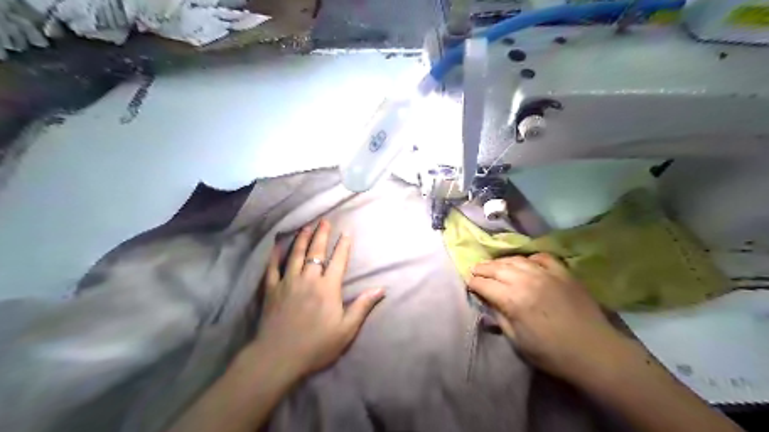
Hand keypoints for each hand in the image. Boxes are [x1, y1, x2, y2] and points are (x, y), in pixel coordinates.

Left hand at [253, 222, 383, 379]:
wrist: (279, 357)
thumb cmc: (317, 345)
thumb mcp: (346, 329)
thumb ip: (362, 306)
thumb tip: (381, 289)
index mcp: (328, 288)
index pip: (338, 260)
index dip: (343, 246)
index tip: (346, 233)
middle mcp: (308, 279)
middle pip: (316, 252)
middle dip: (322, 235)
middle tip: (324, 221)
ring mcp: (288, 282)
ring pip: (295, 254)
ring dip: (302, 239)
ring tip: (306, 227)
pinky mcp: (271, 289)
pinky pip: (273, 268)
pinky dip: (275, 255)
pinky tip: (278, 246)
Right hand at [469, 255, 623, 379]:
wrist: (594, 351)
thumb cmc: (551, 352)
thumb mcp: (517, 341)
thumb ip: (499, 317)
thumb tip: (487, 301)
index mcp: (512, 299)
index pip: (484, 284)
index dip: (473, 284)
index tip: (469, 285)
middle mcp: (526, 280)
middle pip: (497, 268)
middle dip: (482, 269)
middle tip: (474, 270)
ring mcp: (546, 273)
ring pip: (516, 260)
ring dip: (501, 261)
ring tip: (494, 264)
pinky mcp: (562, 272)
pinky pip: (541, 257)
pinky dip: (529, 258)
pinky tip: (525, 263)